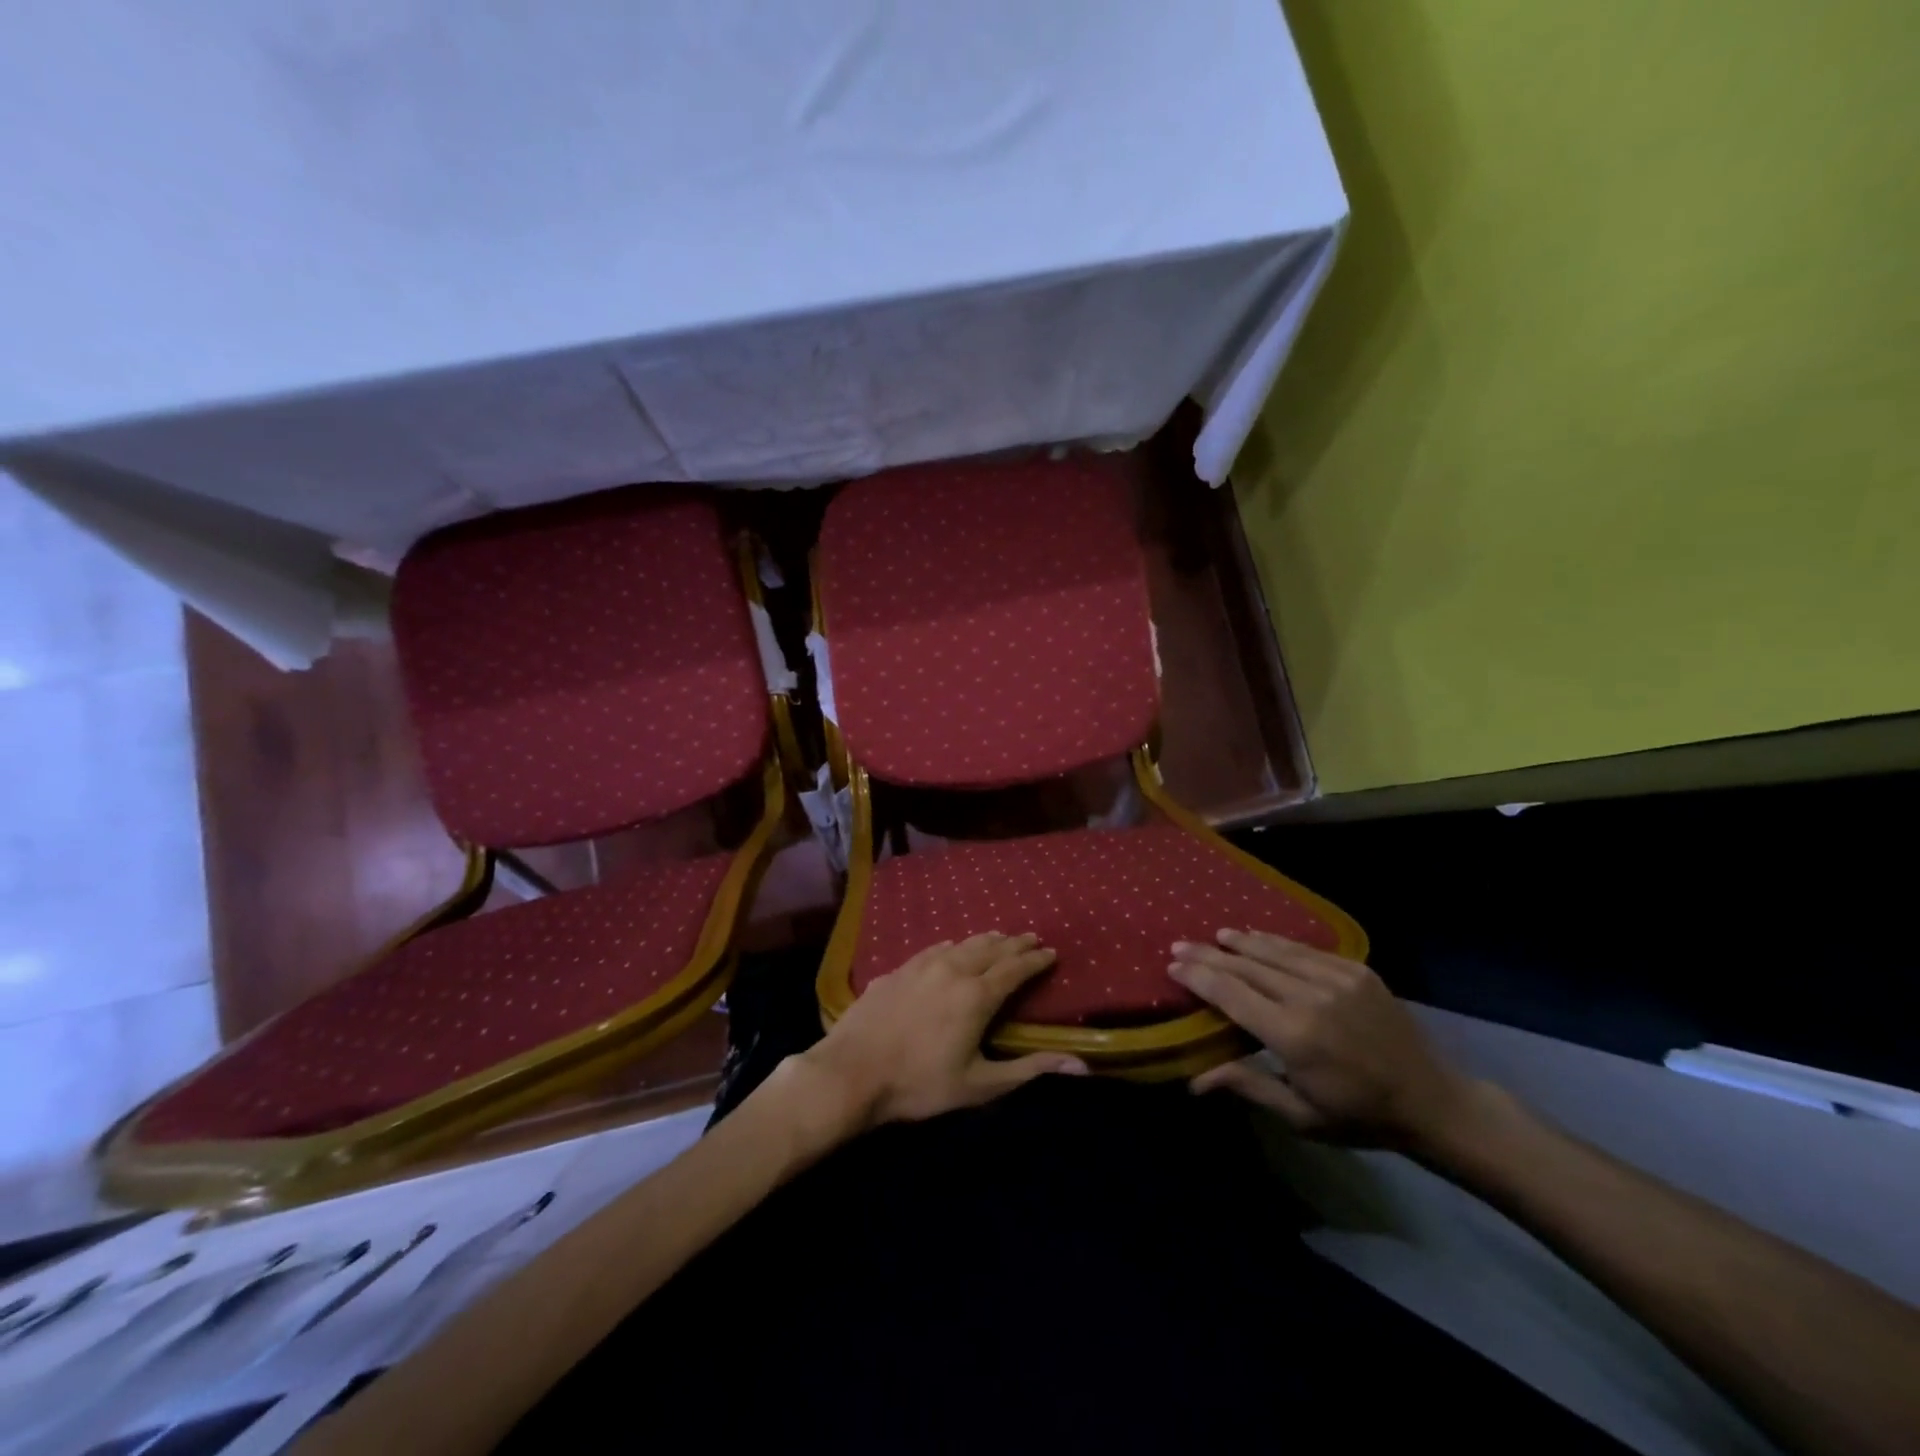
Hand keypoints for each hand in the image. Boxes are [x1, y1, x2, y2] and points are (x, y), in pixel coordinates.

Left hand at [799, 934, 1087, 1129]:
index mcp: (977, 995)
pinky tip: (952, 946)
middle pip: (991, 948)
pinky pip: (934, 948)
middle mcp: (953, 969)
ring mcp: (921, 965)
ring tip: (999, 937)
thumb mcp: (979, 1085)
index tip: (1051, 952)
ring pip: (962, 943)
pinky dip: (953, 945)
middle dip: (1014, 942)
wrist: (852, 1071)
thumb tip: (1079, 1064)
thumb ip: (1029, 1070)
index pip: (1015, 968)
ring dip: (985, 940)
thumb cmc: (919, 1084)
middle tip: (1031, 937)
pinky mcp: (897, 970)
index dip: (1035, 959)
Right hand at [1169, 930, 1481, 1149]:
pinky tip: (1258, 937)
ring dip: (1240, 941)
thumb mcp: (1300, 1114)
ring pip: (1275, 951)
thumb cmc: (1359, 1116)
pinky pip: (1306, 950)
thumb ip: (1247, 1086)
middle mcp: (1310, 998)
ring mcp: (1337, 979)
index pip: (1231, 995)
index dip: (1199, 977)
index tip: (1173, 966)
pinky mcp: (1357, 970)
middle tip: (1179, 945)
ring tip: (1214, 935)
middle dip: (1209, 955)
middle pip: (1246, 967)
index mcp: (1293, 1036)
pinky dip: (1276, 942)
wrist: (1433, 1101)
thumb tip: (1193, 1081)